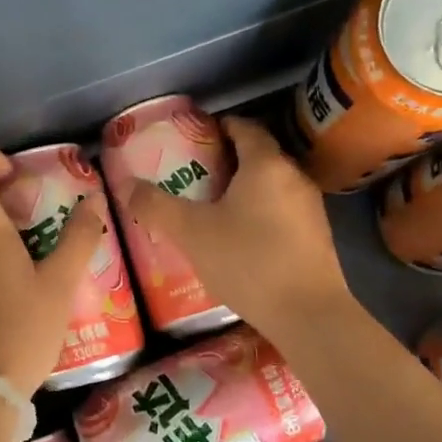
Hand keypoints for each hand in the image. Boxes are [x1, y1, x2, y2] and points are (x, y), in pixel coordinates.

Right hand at [123, 115, 351, 341]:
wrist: (307, 314)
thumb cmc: (247, 261)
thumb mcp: (192, 233)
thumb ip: (156, 206)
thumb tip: (124, 185)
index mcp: (266, 164)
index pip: (244, 127)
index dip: (218, 127)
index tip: (193, 137)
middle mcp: (294, 177)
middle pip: (258, 156)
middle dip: (226, 160)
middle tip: (193, 175)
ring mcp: (310, 208)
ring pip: (271, 186)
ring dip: (244, 190)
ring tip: (211, 206)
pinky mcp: (317, 236)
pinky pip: (282, 211)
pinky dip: (260, 213)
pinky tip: (239, 237)